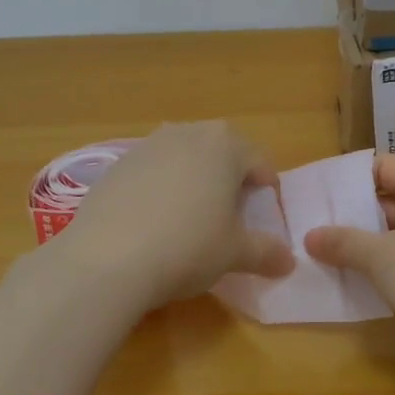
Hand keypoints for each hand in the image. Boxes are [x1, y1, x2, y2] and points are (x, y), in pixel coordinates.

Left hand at [59, 122, 294, 308]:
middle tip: (229, 220)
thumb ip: (266, 252)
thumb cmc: (188, 246)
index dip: (267, 194)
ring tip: (190, 222)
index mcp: (226, 144)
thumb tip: (288, 262)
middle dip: (231, 182)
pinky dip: (161, 191)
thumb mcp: (235, 253)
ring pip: (185, 160)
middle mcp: (188, 132)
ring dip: (194, 183)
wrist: (106, 260)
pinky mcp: (116, 165)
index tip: (262, 223)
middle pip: (222, 154)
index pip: (261, 163)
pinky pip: (152, 173)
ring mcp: (148, 145)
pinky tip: (153, 226)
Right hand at [304, 155, 394, 373]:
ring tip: (321, 256)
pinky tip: (352, 284)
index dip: (351, 178)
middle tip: (311, 227)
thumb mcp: (379, 255)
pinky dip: (383, 273)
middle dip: (354, 216)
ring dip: (366, 248)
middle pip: (390, 201)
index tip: (317, 194)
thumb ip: (343, 242)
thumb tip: (309, 236)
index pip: (385, 166)